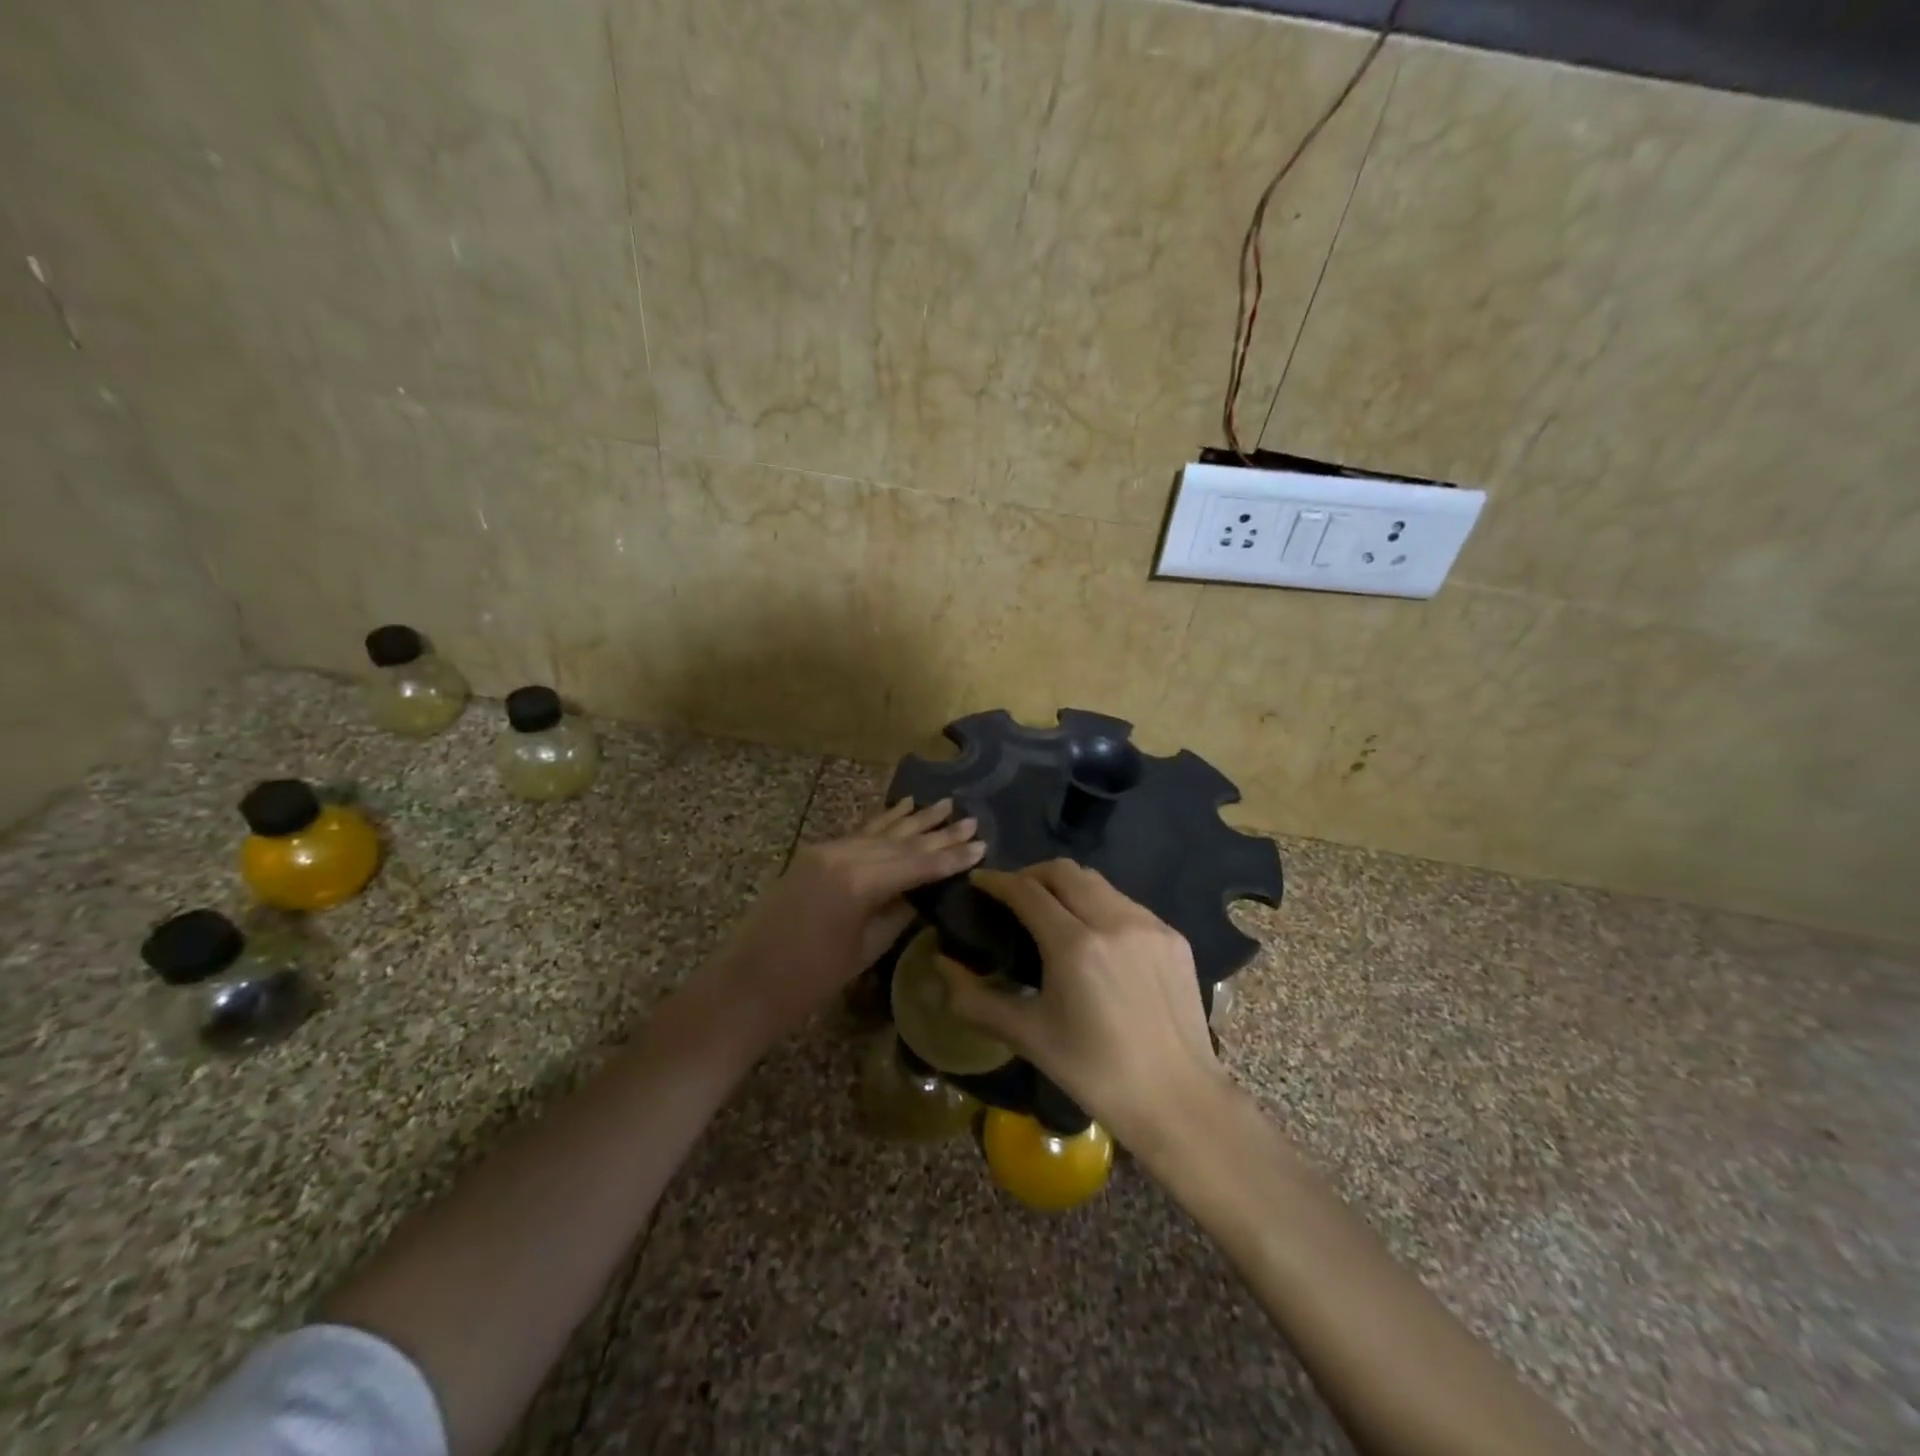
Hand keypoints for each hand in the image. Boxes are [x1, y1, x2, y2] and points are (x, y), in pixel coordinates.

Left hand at [697, 799, 984, 1055]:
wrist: (749, 983)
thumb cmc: (811, 980)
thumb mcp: (866, 949)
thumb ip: (898, 912)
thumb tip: (924, 891)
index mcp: (860, 882)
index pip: (917, 864)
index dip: (950, 857)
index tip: (981, 845)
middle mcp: (844, 855)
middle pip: (901, 842)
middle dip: (938, 833)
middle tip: (971, 820)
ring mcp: (826, 850)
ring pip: (880, 831)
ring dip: (913, 820)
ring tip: (944, 804)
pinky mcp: (814, 854)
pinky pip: (858, 833)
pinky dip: (882, 821)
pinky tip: (901, 807)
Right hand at [936, 861, 1230, 1152]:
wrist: (1177, 1099)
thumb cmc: (1094, 1073)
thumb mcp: (1028, 1037)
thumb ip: (975, 999)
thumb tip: (941, 965)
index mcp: (1075, 945)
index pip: (1027, 891)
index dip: (997, 881)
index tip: (979, 882)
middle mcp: (1114, 921)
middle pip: (1063, 871)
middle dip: (1031, 874)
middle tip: (1013, 895)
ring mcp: (1149, 924)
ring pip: (1098, 882)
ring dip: (1067, 886)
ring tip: (1052, 912)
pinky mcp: (1173, 936)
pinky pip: (1126, 904)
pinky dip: (1100, 905)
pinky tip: (1094, 936)